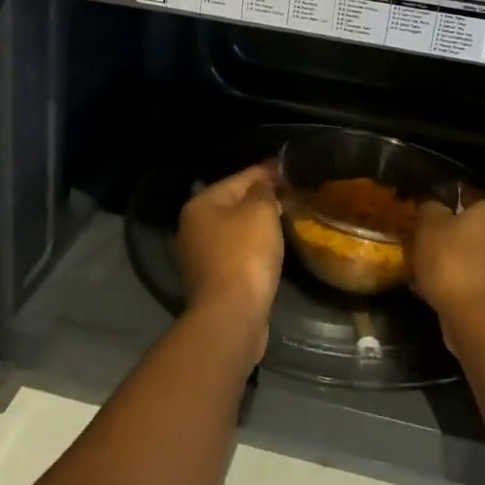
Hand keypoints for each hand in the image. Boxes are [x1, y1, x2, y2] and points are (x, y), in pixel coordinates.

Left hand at [175, 162, 284, 363]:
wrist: (230, 315)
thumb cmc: (245, 254)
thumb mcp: (260, 211)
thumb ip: (264, 190)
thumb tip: (265, 181)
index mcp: (201, 203)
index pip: (240, 177)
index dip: (268, 171)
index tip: (291, 168)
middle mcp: (193, 226)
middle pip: (234, 203)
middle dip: (261, 199)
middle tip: (292, 195)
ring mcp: (199, 255)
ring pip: (234, 229)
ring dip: (257, 225)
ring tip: (286, 219)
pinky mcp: (211, 280)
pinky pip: (236, 253)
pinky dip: (252, 248)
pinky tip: (271, 249)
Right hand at [410, 197, 484, 353]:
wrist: (477, 318)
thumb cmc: (453, 260)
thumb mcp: (428, 225)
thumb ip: (430, 208)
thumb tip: (434, 206)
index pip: (470, 197)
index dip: (447, 205)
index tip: (428, 217)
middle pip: (476, 229)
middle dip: (453, 235)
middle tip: (426, 243)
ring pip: (477, 256)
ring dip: (457, 261)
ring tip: (426, 271)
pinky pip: (479, 281)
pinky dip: (462, 283)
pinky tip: (436, 292)